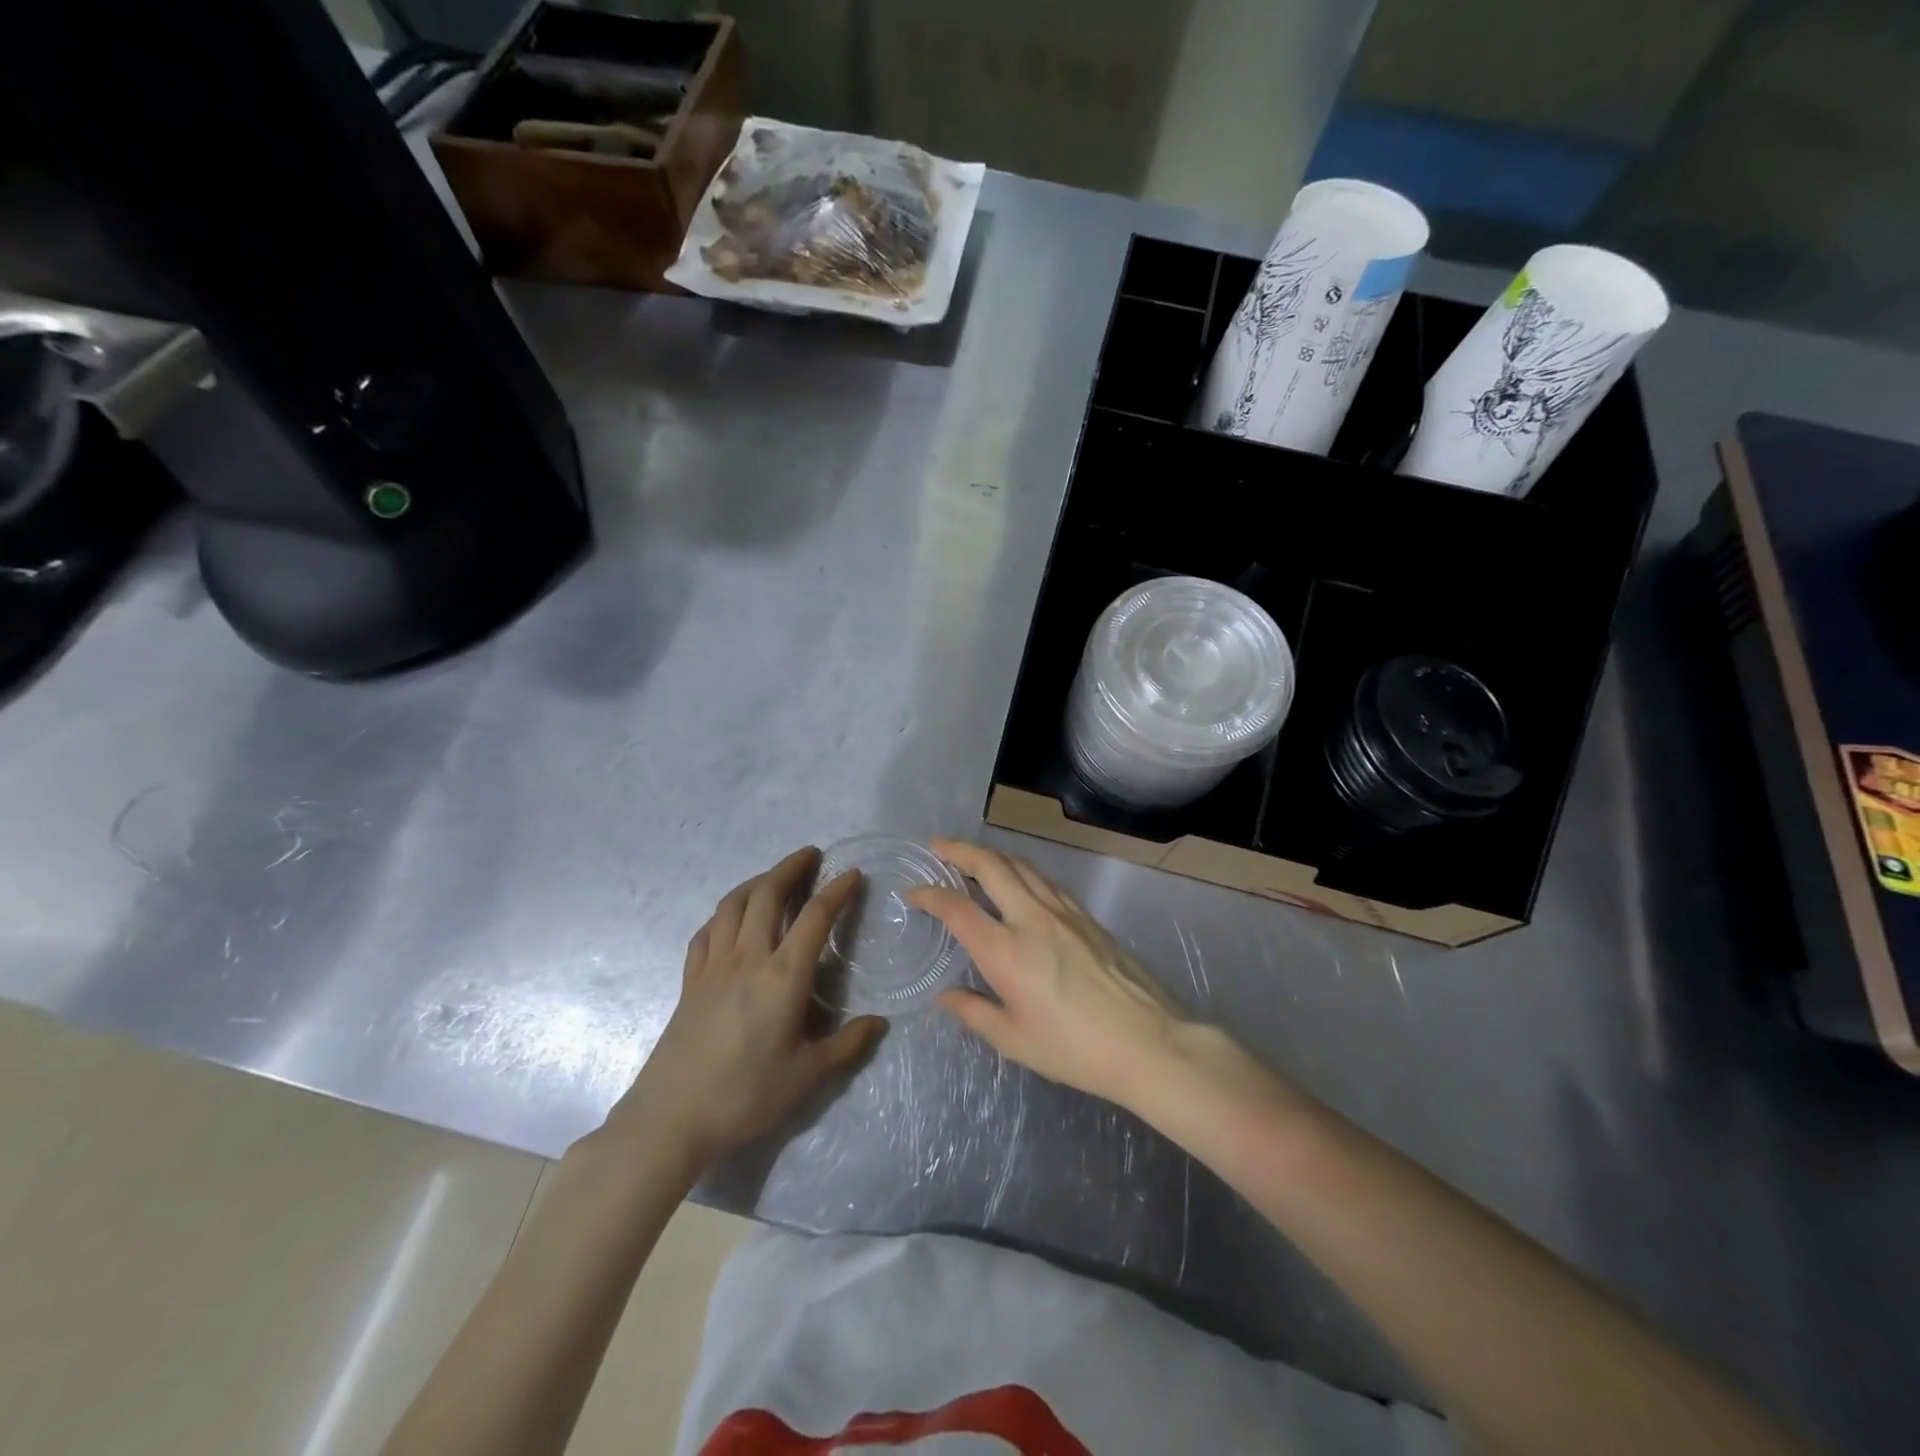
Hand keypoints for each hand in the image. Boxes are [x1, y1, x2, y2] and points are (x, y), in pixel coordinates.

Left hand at [603, 847, 885, 1166]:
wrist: (671, 1118)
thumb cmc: (745, 1094)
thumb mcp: (806, 1075)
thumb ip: (846, 1045)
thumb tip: (879, 1022)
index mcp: (783, 976)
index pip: (815, 917)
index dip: (837, 891)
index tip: (852, 874)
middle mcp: (748, 958)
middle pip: (767, 894)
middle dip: (791, 868)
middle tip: (811, 855)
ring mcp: (713, 965)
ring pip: (733, 904)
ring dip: (756, 881)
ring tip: (774, 877)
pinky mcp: (690, 980)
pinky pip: (707, 931)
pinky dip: (724, 913)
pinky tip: (730, 919)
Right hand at [907, 839, 1187, 1107]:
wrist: (1147, 1041)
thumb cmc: (1074, 1048)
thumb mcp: (1014, 1040)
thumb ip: (973, 1012)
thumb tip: (944, 997)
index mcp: (1005, 950)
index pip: (957, 908)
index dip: (930, 894)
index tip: (913, 891)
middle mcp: (1031, 918)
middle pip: (990, 866)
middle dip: (959, 851)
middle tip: (938, 846)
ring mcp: (1062, 912)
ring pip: (1021, 866)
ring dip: (991, 855)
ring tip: (973, 857)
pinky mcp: (1086, 915)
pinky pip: (1045, 880)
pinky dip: (1022, 870)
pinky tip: (1019, 880)